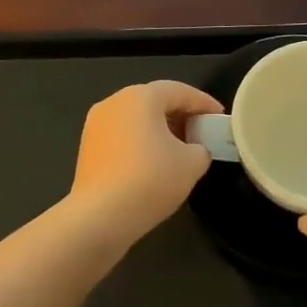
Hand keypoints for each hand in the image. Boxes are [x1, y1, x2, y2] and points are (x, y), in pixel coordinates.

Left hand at [68, 81, 223, 246]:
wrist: (101, 215)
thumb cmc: (151, 179)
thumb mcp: (192, 163)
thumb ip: (201, 148)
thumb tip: (194, 149)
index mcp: (140, 97)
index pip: (179, 91)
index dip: (203, 103)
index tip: (219, 116)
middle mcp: (114, 103)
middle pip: (154, 101)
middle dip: (180, 115)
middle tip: (201, 132)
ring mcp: (95, 125)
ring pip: (135, 120)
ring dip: (159, 130)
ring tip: (180, 150)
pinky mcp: (87, 148)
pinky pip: (121, 137)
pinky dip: (140, 143)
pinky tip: (153, 164)